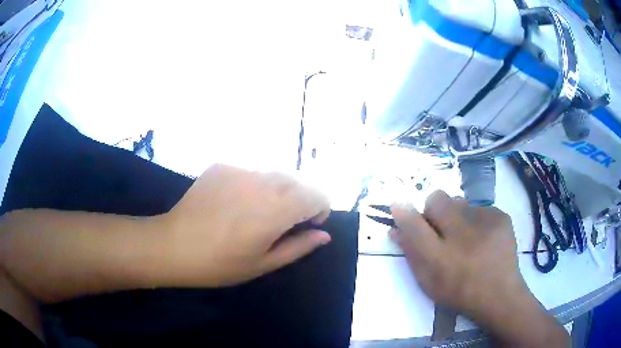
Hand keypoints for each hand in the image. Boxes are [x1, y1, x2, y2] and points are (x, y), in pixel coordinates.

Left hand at [157, 164, 331, 287]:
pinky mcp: (222, 165)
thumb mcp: (264, 263)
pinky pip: (249, 172)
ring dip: (276, 191)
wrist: (173, 245)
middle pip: (297, 182)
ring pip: (273, 175)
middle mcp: (262, 181)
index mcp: (276, 209)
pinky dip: (252, 185)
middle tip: (281, 222)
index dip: (319, 209)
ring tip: (255, 212)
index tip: (308, 224)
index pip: (317, 195)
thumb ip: (299, 246)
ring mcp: (240, 169)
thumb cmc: (220, 264)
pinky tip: (233, 203)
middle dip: (299, 200)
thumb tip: (323, 235)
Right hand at [390, 190, 568, 346]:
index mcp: (440, 259)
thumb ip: (412, 254)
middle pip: (438, 200)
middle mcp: (462, 236)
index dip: (404, 212)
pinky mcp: (501, 216)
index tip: (398, 205)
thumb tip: (396, 229)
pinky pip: (478, 208)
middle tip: (441, 225)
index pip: (415, 225)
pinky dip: (476, 220)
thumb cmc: (459, 293)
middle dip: (434, 208)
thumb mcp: (429, 282)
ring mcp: (485, 223)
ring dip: (456, 216)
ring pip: (459, 202)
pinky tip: (484, 239)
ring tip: (467, 237)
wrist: (500, 295)